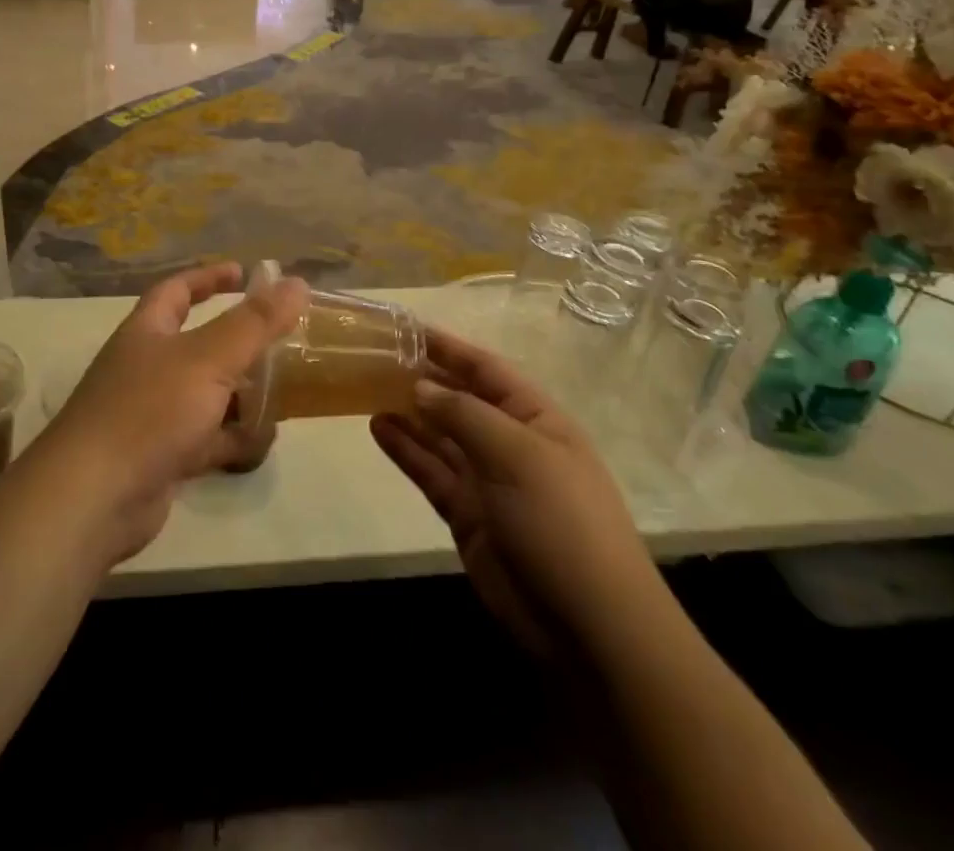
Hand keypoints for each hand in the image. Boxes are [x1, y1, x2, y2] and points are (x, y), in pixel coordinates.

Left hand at [42, 262, 306, 565]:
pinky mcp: (160, 457)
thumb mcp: (208, 358)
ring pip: (204, 394)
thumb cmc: (149, 411)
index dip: (209, 277)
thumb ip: (255, 322)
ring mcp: (151, 414)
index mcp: (146, 332)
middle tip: (279, 339)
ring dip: (239, 393)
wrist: (94, 498)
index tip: (245, 273)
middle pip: (196, 344)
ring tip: (282, 391)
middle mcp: (145, 367)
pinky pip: (204, 438)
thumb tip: (297, 282)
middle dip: (236, 342)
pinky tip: (261, 441)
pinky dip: (231, 438)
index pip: (176, 290)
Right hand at [371, 329, 661, 655]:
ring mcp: (487, 479)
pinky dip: (405, 449)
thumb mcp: (517, 454)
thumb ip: (464, 414)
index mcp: (537, 418)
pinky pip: (431, 470)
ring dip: (408, 411)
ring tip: (365, 387)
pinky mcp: (467, 513)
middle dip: (422, 378)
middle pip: (460, 399)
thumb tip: (419, 386)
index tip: (405, 327)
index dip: (448, 347)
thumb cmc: (561, 521)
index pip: (486, 369)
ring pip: (440, 434)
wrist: (588, 627)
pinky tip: (377, 427)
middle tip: (373, 357)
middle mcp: (511, 442)